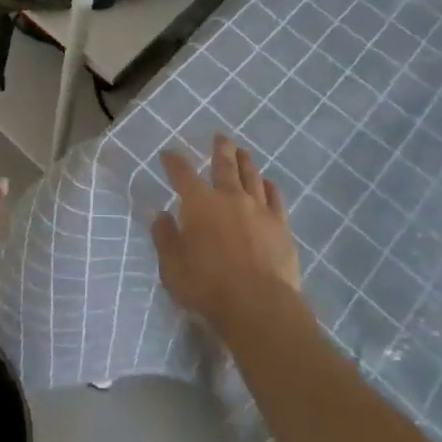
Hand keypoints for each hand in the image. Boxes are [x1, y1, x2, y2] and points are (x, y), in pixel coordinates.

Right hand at [150, 135, 302, 336]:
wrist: (258, 305)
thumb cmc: (207, 286)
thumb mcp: (172, 267)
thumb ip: (165, 238)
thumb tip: (161, 215)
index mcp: (199, 203)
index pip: (182, 174)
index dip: (174, 161)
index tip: (168, 153)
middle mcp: (229, 197)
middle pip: (224, 165)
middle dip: (220, 149)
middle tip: (220, 136)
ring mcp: (258, 209)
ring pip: (251, 177)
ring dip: (245, 162)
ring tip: (243, 152)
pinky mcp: (280, 226)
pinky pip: (274, 199)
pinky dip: (269, 187)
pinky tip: (268, 183)